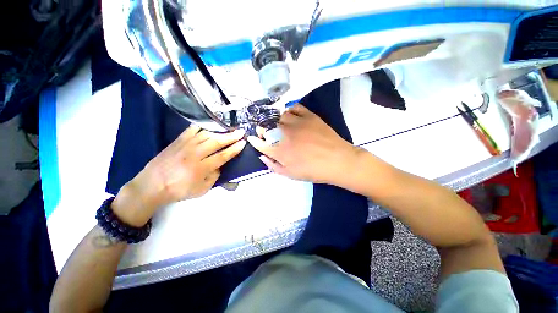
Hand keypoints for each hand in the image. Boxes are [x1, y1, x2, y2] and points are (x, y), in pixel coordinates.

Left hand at [112, 126, 245, 225]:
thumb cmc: (178, 191)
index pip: (222, 156)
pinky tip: (210, 125)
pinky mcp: (177, 141)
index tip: (243, 143)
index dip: (234, 149)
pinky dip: (202, 127)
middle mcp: (194, 154)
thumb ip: (214, 177)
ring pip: (206, 135)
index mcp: (201, 168)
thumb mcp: (201, 190)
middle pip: (216, 142)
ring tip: (229, 129)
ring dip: (220, 131)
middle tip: (241, 132)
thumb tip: (220, 165)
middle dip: (231, 137)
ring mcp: (185, 146)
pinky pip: (192, 130)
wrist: (151, 186)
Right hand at [247, 104, 363, 184]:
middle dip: (262, 129)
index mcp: (280, 151)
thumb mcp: (290, 174)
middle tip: (265, 132)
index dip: (254, 141)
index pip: (260, 143)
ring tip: (279, 124)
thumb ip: (273, 166)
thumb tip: (262, 157)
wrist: (337, 161)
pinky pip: (294, 108)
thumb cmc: (313, 171)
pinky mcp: (309, 116)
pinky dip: (289, 110)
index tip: (251, 138)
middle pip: (267, 126)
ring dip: (276, 120)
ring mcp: (297, 123)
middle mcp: (285, 135)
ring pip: (279, 115)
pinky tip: (291, 116)